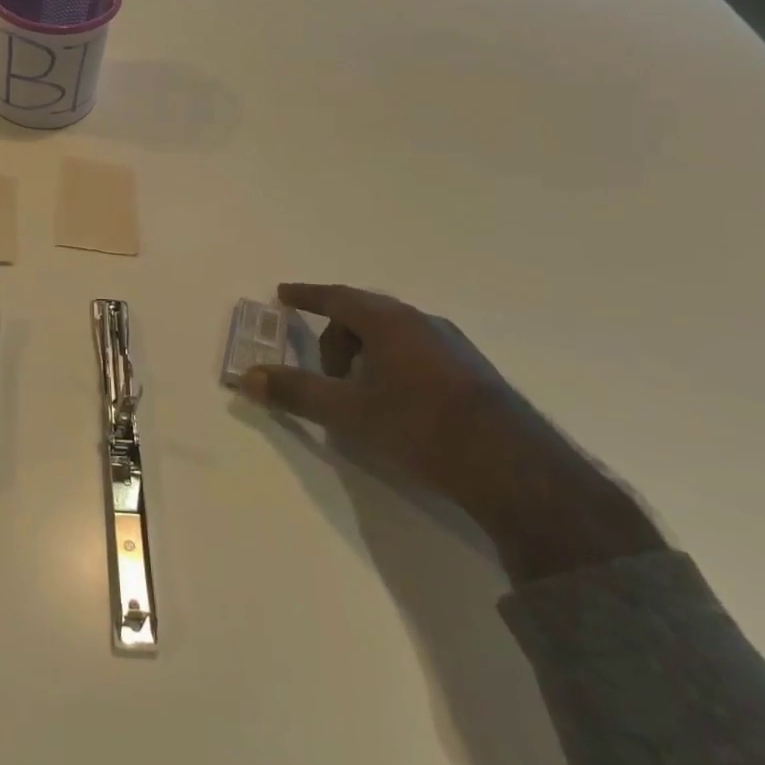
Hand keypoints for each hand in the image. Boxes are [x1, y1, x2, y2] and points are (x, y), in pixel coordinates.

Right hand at [237, 284, 662, 582]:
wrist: (515, 469)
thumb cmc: (420, 427)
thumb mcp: (347, 412)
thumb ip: (295, 392)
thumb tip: (248, 378)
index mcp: (389, 322)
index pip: (337, 297)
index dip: (307, 295)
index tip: (284, 294)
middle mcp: (422, 323)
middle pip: (364, 316)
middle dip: (336, 337)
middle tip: (325, 373)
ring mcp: (453, 346)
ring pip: (393, 335)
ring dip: (366, 354)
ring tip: (361, 394)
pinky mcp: (473, 373)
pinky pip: (418, 352)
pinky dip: (393, 365)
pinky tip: (399, 405)